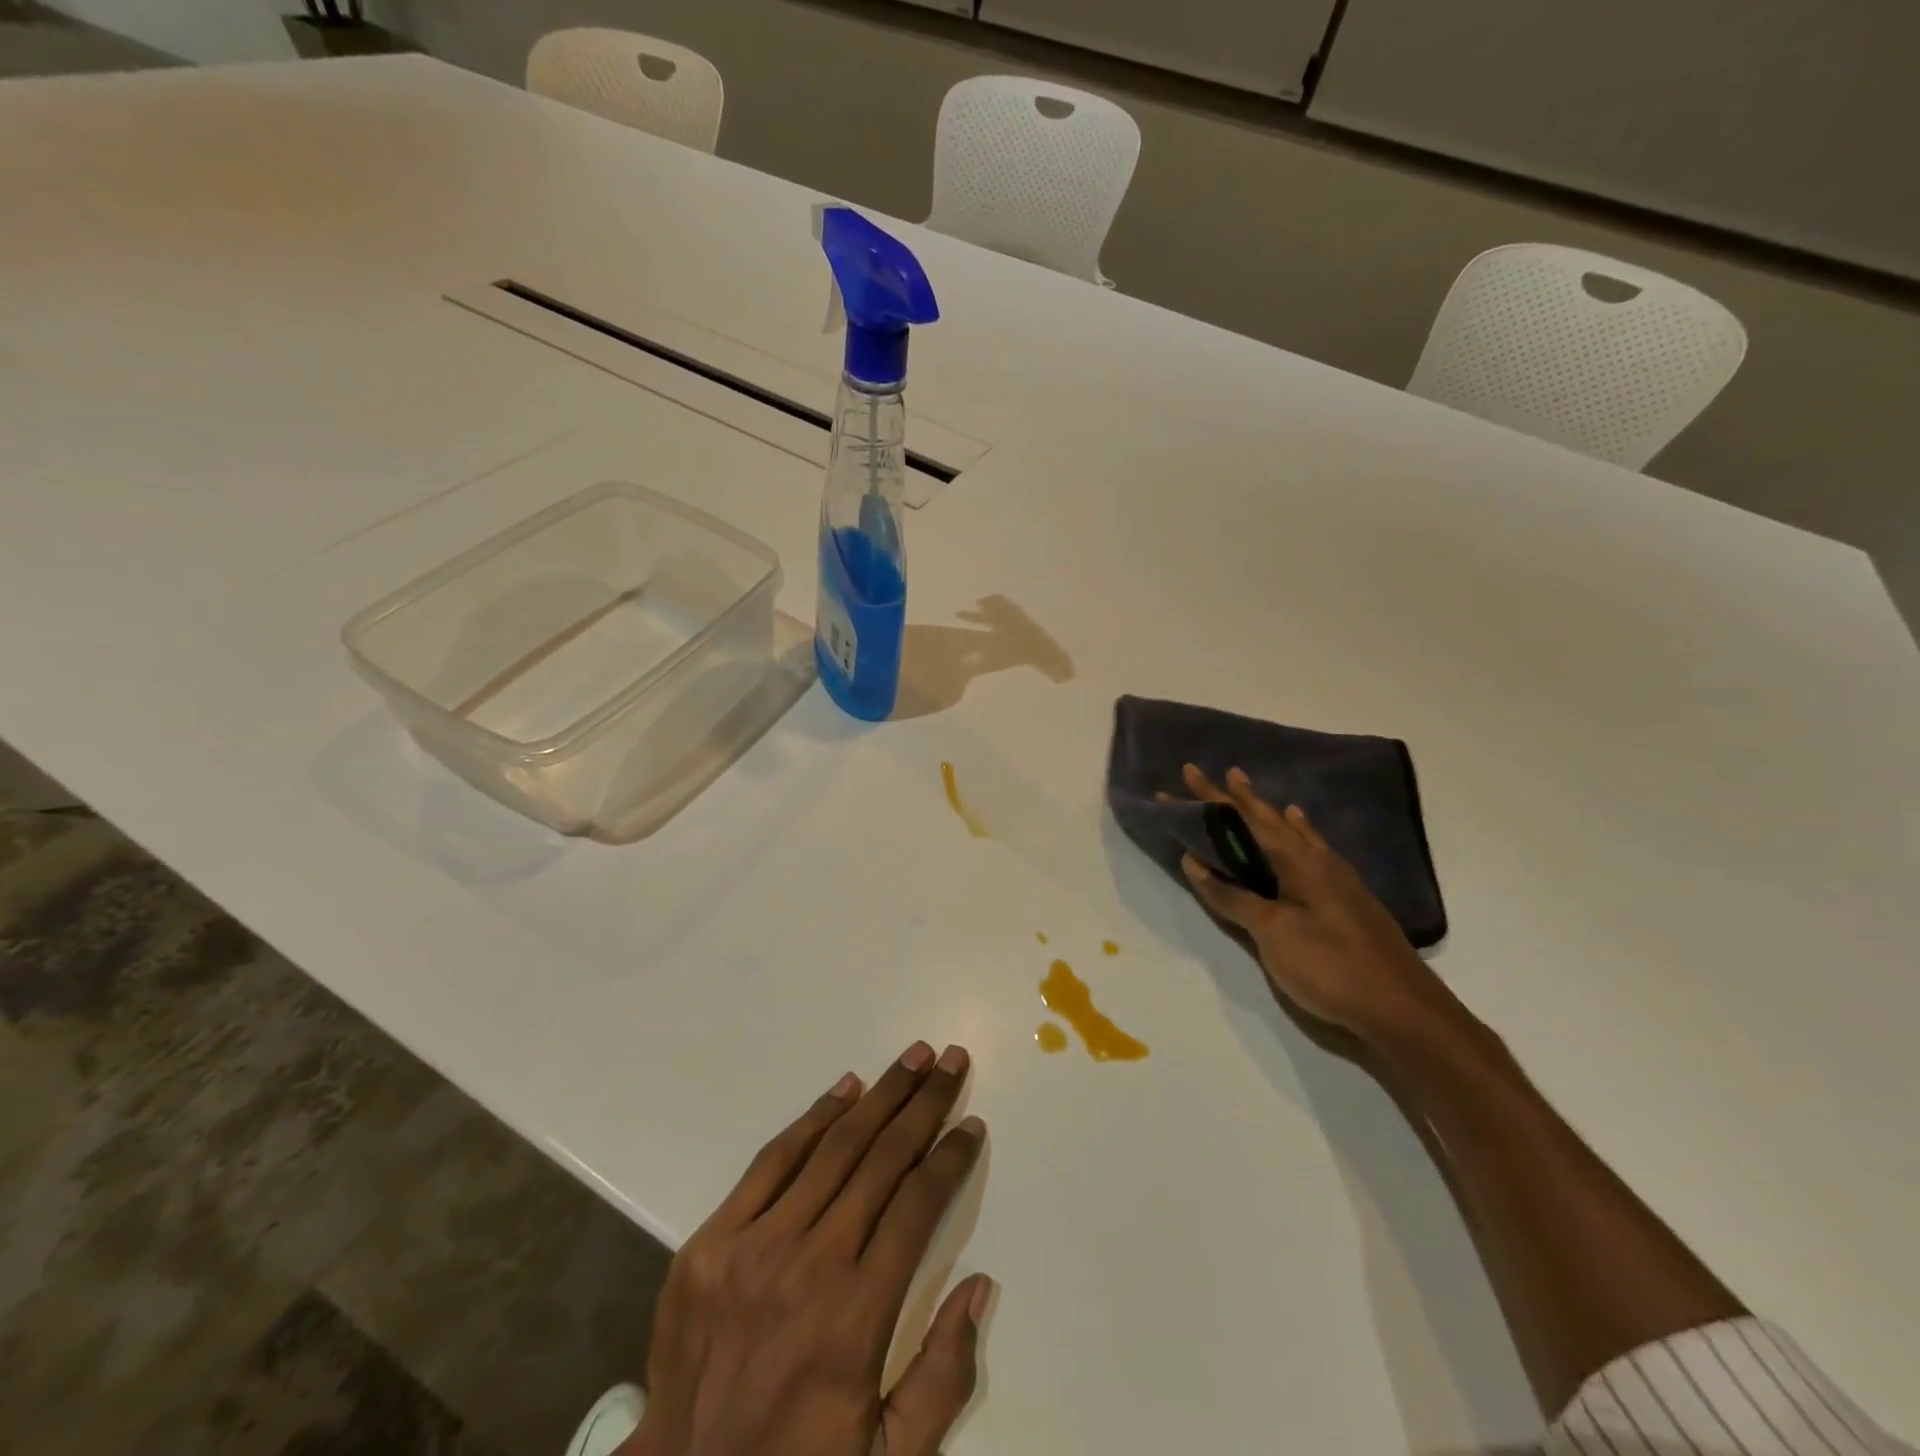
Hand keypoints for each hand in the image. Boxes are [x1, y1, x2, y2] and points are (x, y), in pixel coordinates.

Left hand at [624, 1043, 991, 1455]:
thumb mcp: (889, 1455)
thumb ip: (943, 1376)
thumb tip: (980, 1283)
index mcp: (855, 1319)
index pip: (918, 1207)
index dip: (950, 1158)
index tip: (972, 1124)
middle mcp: (809, 1268)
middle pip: (881, 1161)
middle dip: (924, 1104)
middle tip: (950, 1061)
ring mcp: (753, 1247)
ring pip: (832, 1148)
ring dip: (880, 1096)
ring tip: (913, 1058)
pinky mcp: (710, 1241)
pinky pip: (772, 1161)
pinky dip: (814, 1118)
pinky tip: (845, 1089)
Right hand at [1176, 766, 1461, 1050]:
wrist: (1403, 1010)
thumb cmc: (1331, 967)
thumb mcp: (1272, 932)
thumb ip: (1233, 896)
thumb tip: (1194, 861)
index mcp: (1298, 860)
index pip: (1244, 819)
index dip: (1212, 798)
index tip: (1188, 772)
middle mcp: (1318, 858)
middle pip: (1268, 819)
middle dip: (1236, 797)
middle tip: (1215, 772)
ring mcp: (1336, 877)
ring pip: (1291, 831)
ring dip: (1266, 811)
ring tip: (1249, 791)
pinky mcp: (1345, 897)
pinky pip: (1311, 848)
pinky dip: (1297, 831)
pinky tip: (1300, 828)